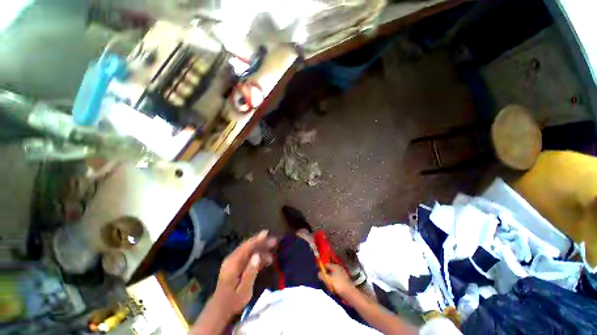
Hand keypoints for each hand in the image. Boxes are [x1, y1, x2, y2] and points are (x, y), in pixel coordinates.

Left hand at [193, 231, 276, 333]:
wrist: (220, 310)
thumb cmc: (232, 301)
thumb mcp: (243, 290)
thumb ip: (250, 272)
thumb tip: (257, 255)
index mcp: (232, 263)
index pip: (246, 247)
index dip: (257, 239)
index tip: (266, 233)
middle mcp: (232, 259)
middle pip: (248, 246)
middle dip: (261, 242)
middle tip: (274, 241)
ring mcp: (233, 262)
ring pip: (249, 251)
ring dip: (261, 249)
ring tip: (272, 249)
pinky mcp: (236, 266)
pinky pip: (248, 257)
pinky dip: (258, 256)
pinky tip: (267, 259)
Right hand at [318, 263, 354, 296]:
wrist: (350, 293)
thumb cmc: (338, 284)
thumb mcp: (328, 279)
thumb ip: (322, 275)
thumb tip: (318, 273)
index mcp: (335, 266)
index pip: (326, 264)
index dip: (321, 268)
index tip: (318, 274)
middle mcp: (339, 268)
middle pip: (329, 269)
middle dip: (325, 274)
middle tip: (322, 280)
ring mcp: (342, 274)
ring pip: (333, 275)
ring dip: (329, 279)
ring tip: (327, 285)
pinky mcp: (344, 280)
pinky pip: (336, 279)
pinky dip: (334, 282)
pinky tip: (333, 288)